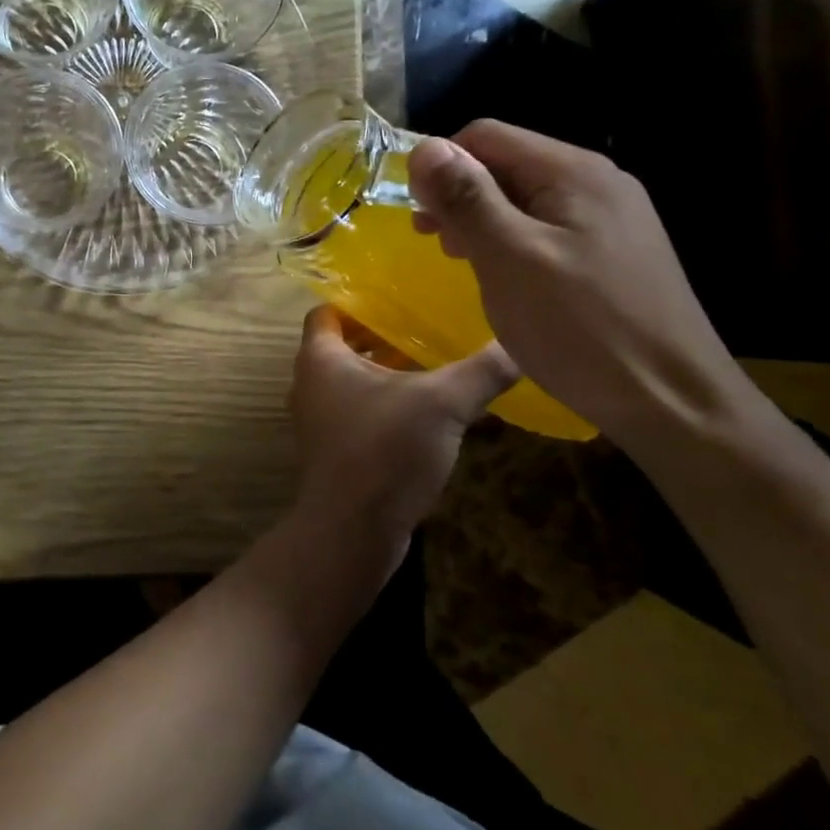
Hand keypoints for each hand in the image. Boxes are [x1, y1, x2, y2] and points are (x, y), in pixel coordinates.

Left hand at [287, 306, 518, 549]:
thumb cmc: (384, 450)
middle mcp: (310, 384)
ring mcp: (319, 420)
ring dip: (387, 373)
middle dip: (382, 336)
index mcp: (320, 358)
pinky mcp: (334, 451)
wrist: (351, 531)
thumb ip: (481, 370)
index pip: (328, 312)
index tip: (399, 298)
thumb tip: (520, 342)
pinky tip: (427, 413)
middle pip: (342, 345)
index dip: (358, 302)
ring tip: (435, 364)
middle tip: (427, 327)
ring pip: (352, 381)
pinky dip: (386, 404)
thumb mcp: (442, 403)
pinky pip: (358, 412)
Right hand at [406, 120, 753, 443]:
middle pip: (507, 164)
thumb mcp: (509, 258)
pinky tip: (503, 276)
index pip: (486, 136)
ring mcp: (611, 218)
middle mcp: (597, 182)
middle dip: (459, 194)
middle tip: (433, 242)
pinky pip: (547, 228)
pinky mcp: (613, 252)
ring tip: (461, 260)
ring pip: (524, 198)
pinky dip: (511, 242)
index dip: (441, 166)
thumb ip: (467, 198)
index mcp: (573, 172)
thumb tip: (424, 146)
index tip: (418, 215)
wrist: (671, 402)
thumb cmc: (579, 327)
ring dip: (481, 220)